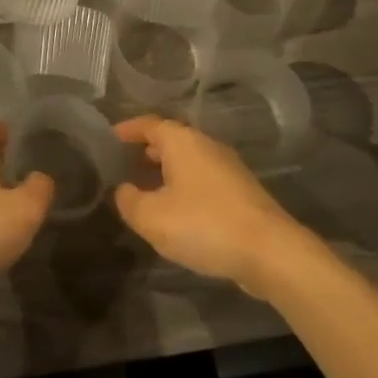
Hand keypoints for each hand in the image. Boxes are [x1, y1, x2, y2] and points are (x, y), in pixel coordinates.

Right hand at [112, 116, 302, 297]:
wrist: (271, 252)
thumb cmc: (205, 224)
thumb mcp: (151, 217)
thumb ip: (128, 200)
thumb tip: (123, 190)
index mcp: (182, 141)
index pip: (147, 124)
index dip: (125, 131)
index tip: (107, 140)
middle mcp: (205, 145)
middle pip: (169, 140)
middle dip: (144, 151)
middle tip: (122, 167)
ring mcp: (228, 168)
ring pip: (187, 161)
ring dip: (165, 172)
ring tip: (145, 191)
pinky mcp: (241, 192)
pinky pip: (203, 180)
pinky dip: (184, 187)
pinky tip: (177, 213)